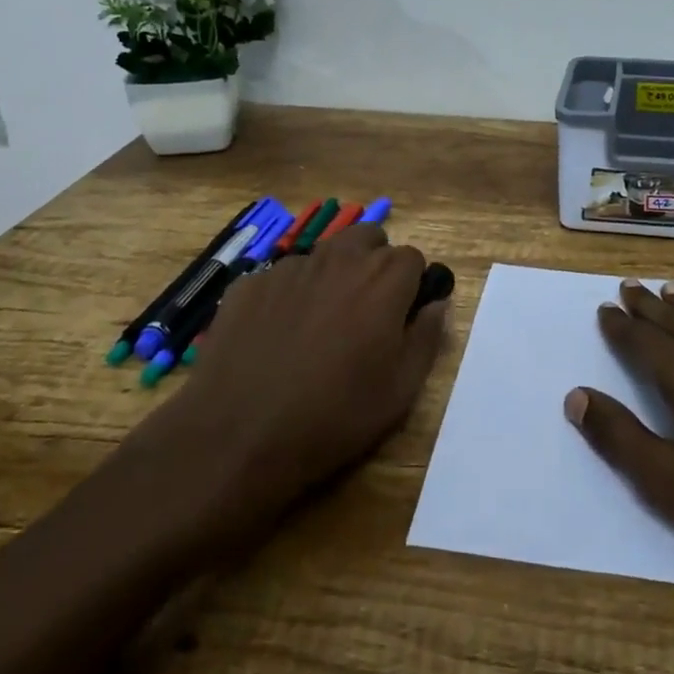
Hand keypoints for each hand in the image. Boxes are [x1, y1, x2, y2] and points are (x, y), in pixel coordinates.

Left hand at [119, 223, 446, 554]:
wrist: (237, 436)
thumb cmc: (333, 417)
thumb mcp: (400, 390)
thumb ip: (427, 336)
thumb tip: (436, 303)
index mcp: (383, 279)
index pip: (412, 258)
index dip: (411, 286)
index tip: (402, 317)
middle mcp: (339, 258)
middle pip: (369, 237)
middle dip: (375, 264)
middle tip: (366, 311)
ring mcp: (290, 267)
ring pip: (325, 253)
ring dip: (333, 275)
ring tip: (320, 325)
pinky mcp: (250, 283)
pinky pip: (282, 276)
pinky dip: (290, 295)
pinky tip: (277, 337)